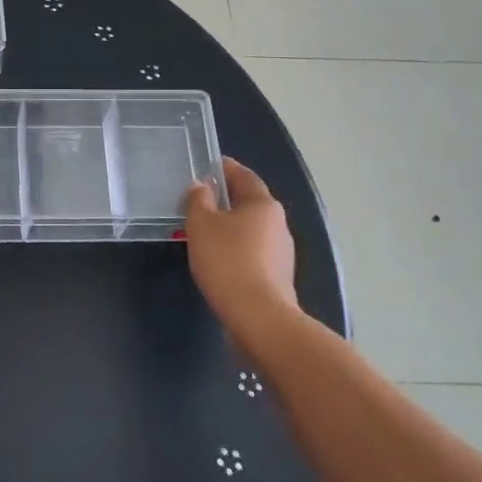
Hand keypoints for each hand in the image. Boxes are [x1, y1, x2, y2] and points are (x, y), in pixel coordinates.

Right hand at [184, 159, 298, 329]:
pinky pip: (252, 252)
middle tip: (199, 199)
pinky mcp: (277, 277)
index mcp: (263, 204)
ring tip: (203, 231)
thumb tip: (202, 187)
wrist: (258, 316)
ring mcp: (282, 252)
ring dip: (230, 226)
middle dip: (226, 199)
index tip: (208, 164)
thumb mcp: (201, 225)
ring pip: (251, 229)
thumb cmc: (227, 261)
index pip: (244, 176)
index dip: (225, 168)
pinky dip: (235, 248)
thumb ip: (199, 201)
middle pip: (249, 203)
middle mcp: (278, 224)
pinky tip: (217, 258)